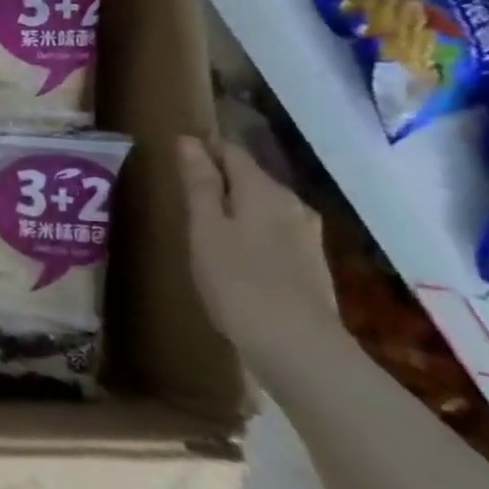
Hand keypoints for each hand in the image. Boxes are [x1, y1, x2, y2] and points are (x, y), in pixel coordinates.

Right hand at [178, 135, 336, 356]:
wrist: (298, 347)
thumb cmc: (238, 280)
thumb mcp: (206, 228)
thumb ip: (199, 183)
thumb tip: (189, 141)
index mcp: (263, 190)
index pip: (232, 151)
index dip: (204, 148)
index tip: (177, 156)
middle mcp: (292, 204)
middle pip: (251, 177)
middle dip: (221, 178)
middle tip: (185, 192)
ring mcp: (307, 236)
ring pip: (264, 206)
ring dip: (237, 207)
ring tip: (205, 223)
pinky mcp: (311, 264)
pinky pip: (274, 232)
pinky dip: (251, 231)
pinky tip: (235, 253)